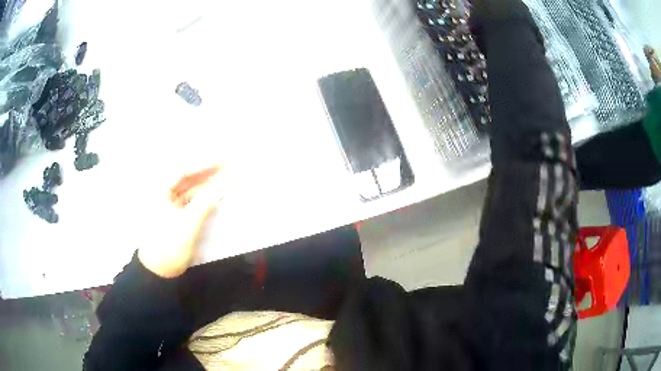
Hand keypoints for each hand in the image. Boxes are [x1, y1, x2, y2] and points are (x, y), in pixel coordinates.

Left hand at [138, 165, 227, 277]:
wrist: (159, 272)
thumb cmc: (169, 247)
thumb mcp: (188, 225)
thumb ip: (205, 202)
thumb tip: (222, 184)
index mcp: (160, 192)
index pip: (184, 171)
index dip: (204, 165)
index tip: (223, 162)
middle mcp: (164, 195)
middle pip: (187, 179)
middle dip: (207, 173)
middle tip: (228, 168)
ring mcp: (169, 206)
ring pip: (190, 190)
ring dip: (206, 185)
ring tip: (225, 179)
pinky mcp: (175, 217)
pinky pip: (190, 202)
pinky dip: (203, 198)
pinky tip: (214, 196)